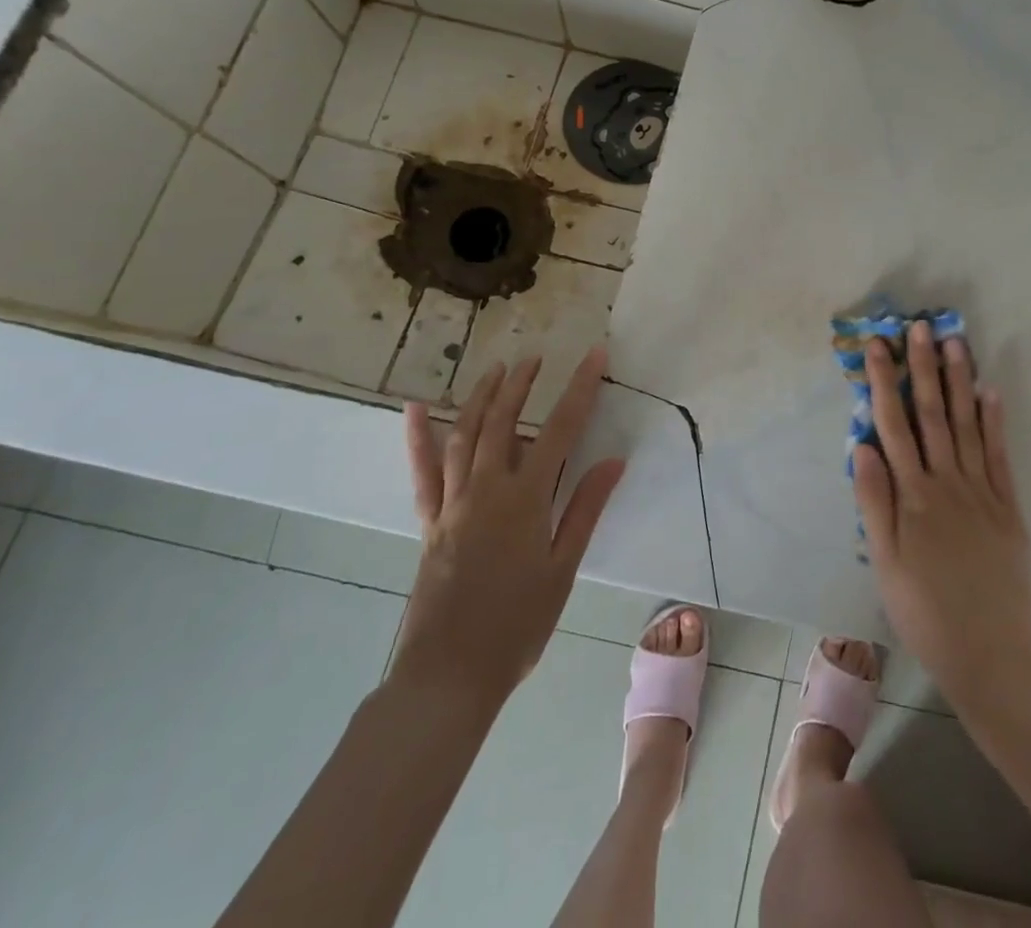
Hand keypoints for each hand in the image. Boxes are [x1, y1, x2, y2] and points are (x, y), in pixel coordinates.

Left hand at [387, 348, 624, 714]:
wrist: (449, 675)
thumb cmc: (517, 625)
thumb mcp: (562, 568)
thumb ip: (585, 508)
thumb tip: (614, 460)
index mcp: (525, 499)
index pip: (560, 429)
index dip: (580, 388)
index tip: (595, 355)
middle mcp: (486, 489)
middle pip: (505, 421)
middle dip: (522, 384)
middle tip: (536, 358)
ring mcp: (452, 503)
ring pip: (465, 435)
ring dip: (481, 397)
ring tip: (495, 369)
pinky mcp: (429, 521)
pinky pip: (423, 472)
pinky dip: (419, 438)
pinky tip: (416, 409)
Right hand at [851, 322, 1030, 705]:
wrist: (991, 654)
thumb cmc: (925, 610)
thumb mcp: (885, 562)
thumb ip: (874, 500)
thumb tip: (862, 444)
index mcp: (913, 496)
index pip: (894, 425)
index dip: (884, 383)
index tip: (878, 346)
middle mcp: (947, 483)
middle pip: (932, 415)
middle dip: (924, 368)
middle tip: (921, 327)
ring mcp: (982, 492)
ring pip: (968, 425)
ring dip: (959, 382)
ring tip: (956, 343)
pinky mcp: (1008, 507)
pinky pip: (1000, 455)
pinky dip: (995, 421)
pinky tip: (990, 392)